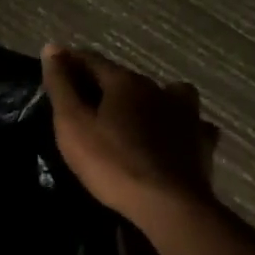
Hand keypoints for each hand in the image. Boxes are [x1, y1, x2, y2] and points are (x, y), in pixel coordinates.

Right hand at [41, 44, 219, 226]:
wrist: (169, 206)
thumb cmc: (112, 163)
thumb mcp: (73, 124)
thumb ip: (61, 85)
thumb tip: (52, 48)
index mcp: (125, 82)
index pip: (92, 60)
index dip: (71, 60)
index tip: (55, 64)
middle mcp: (158, 89)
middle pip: (126, 77)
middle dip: (105, 83)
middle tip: (85, 99)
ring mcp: (186, 114)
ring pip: (167, 93)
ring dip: (149, 98)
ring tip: (135, 115)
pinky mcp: (202, 142)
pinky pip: (190, 123)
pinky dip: (178, 125)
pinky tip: (172, 138)